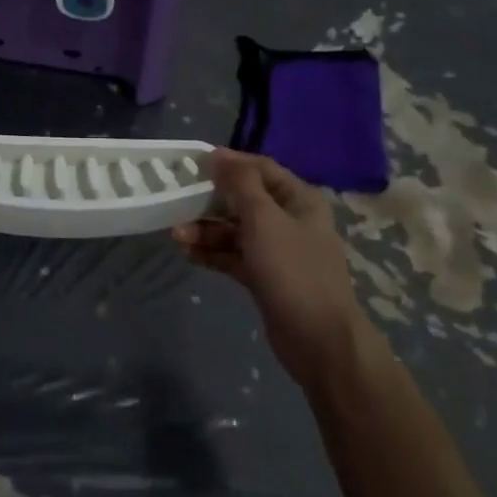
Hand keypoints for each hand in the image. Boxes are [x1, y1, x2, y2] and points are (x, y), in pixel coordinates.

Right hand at [172, 150, 372, 388]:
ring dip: (206, 230)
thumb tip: (217, 154)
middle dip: (209, 201)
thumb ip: (239, 183)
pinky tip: (188, 253)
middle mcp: (289, 219)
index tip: (192, 164)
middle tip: (176, 202)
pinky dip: (213, 253)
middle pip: (243, 199)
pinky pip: (233, 255)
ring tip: (176, 235)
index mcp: (298, 199)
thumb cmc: (293, 271)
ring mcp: (278, 250)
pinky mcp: (265, 277)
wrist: (320, 342)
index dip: (228, 163)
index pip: (259, 168)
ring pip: (235, 230)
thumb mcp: (264, 219)